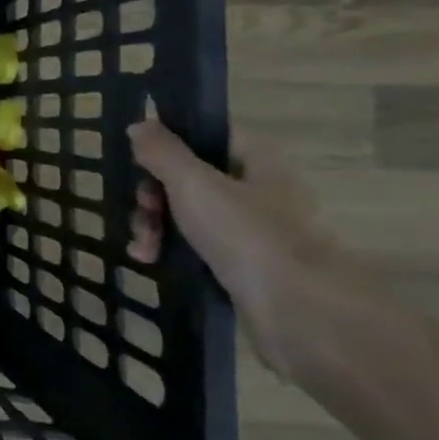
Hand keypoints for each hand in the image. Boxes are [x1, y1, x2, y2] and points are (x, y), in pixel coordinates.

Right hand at [127, 119, 364, 378]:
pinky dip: (168, 249)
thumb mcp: (193, 183)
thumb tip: (140, 125)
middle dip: (154, 191)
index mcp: (257, 162)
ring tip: (143, 245)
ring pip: (187, 212)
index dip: (172, 138)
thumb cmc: (246, 234)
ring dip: (154, 223)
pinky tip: (149, 259)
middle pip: (190, 175)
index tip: (140, 154)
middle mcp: (257, 191)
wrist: (298, 314)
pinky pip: (194, 245)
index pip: (209, 133)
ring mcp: (250, 231)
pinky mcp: (240, 265)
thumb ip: (162, 151)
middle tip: (143, 206)